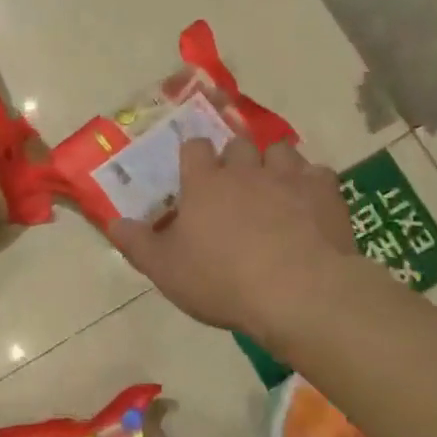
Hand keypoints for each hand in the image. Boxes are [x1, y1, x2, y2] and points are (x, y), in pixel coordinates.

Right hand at [110, 139, 356, 342]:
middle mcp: (245, 169)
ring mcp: (287, 176)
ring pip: (279, 150)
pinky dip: (310, 184)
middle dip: (235, 158)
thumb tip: (112, 222)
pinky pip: (316, 173)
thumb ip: (137, 243)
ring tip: (274, 187)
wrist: (298, 292)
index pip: (194, 148)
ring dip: (273, 163)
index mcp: (204, 183)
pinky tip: (309, 204)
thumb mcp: (166, 270)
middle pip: (237, 144)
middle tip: (235, 184)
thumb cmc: (222, 280)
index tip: (194, 171)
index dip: (193, 156)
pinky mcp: (324, 192)